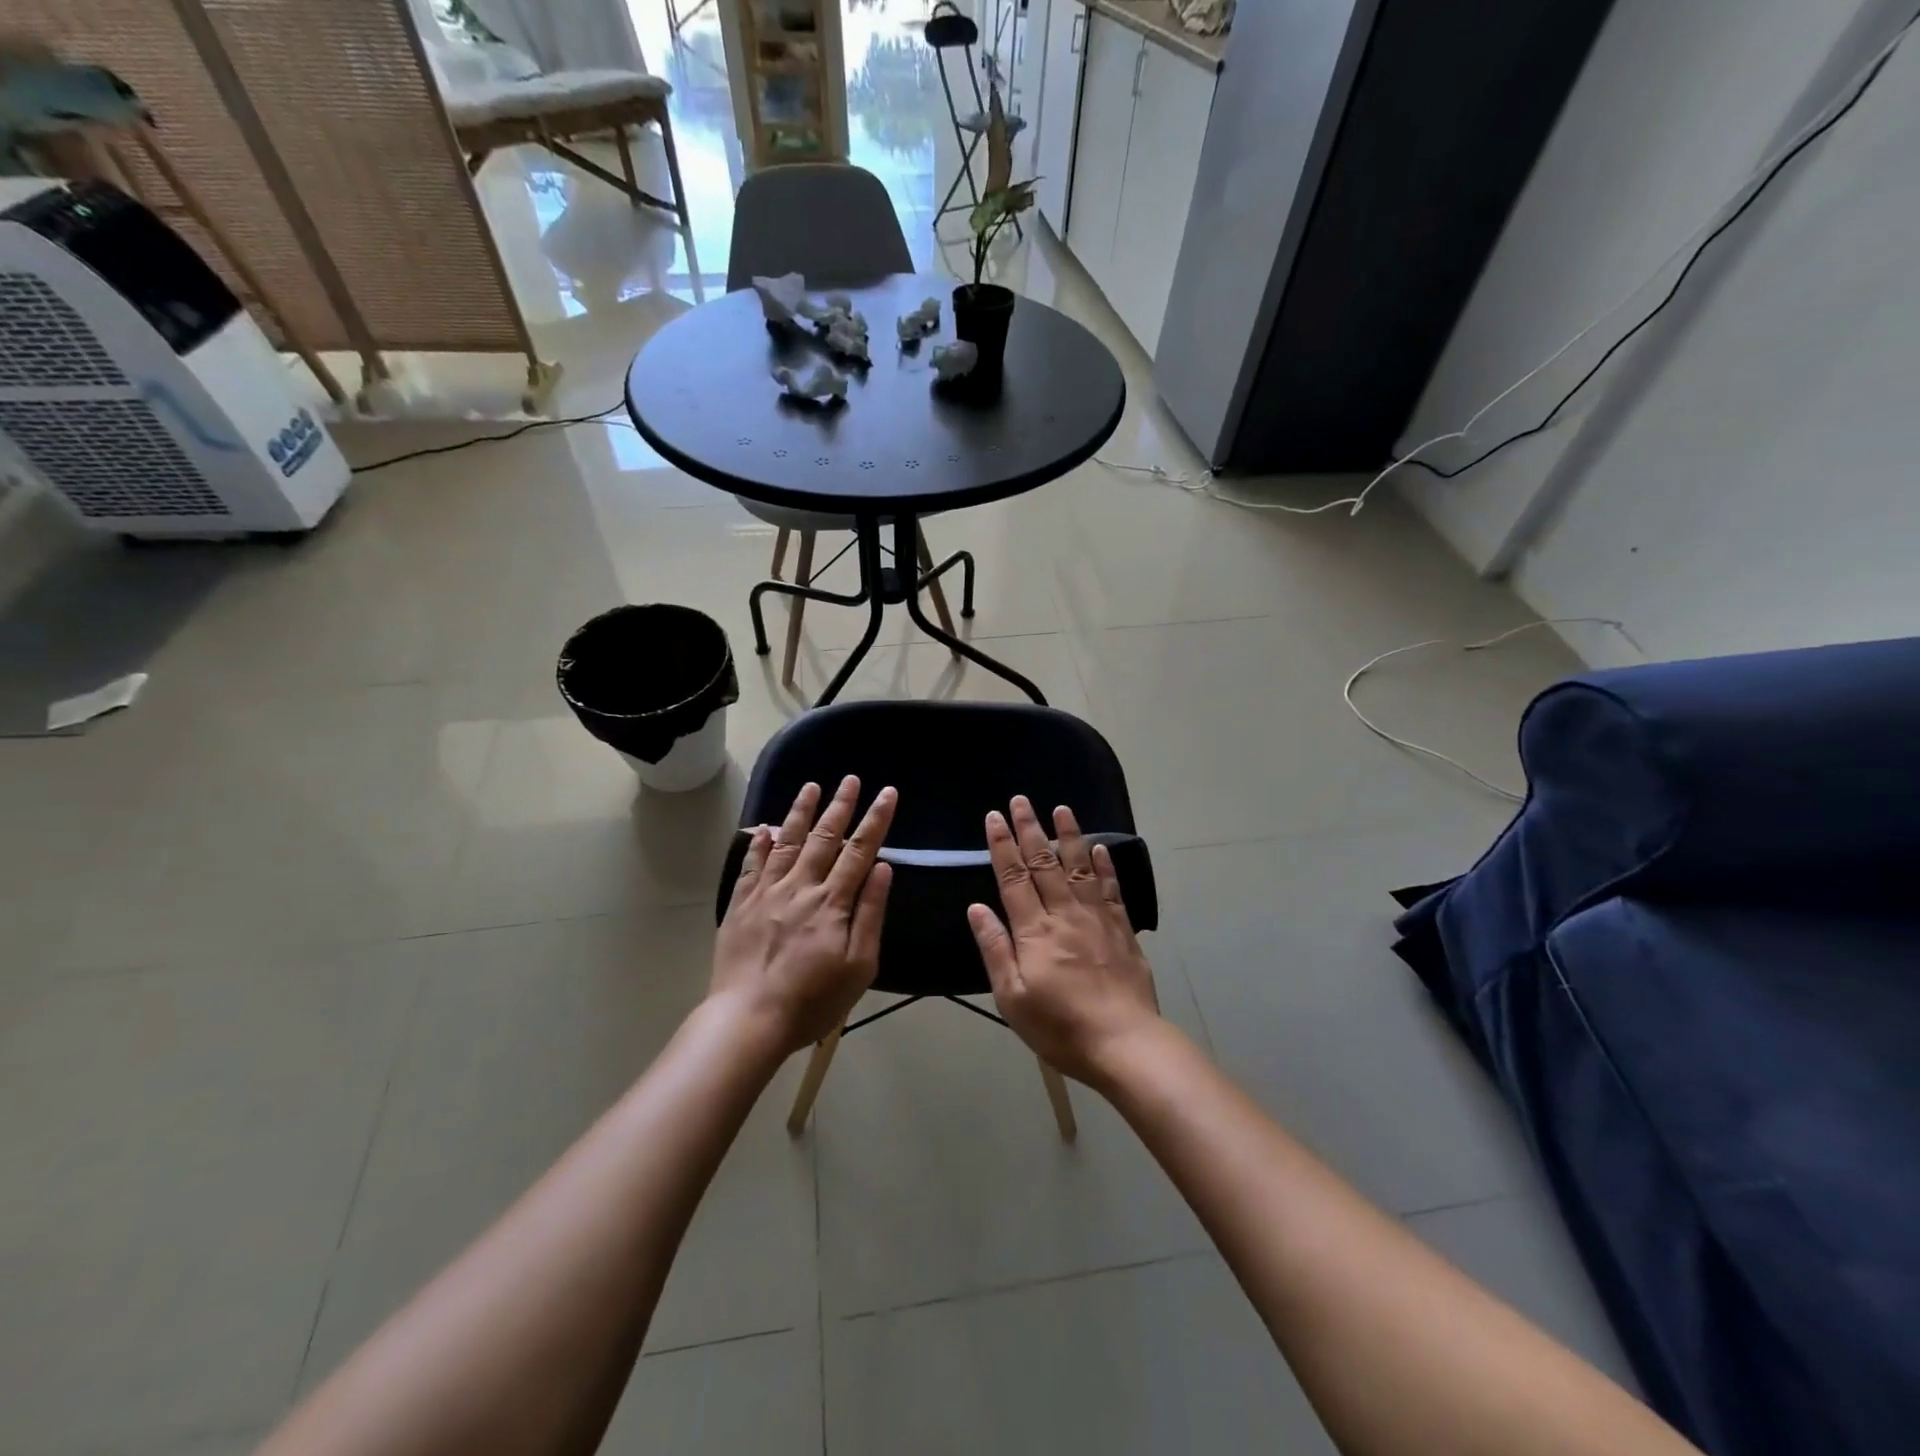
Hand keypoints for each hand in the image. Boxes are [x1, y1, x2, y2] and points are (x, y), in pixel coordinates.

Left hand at [713, 777, 896, 1053]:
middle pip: (824, 838)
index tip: (887, 793)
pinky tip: (763, 827)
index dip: (875, 820)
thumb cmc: (813, 1000)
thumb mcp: (859, 965)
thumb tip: (882, 868)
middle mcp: (800, 887)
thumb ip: (870, 913)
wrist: (749, 1019)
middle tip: (850, 779)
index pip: (860, 850)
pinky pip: (751, 865)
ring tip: (810, 787)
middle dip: (840, 806)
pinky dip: (758, 844)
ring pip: (786, 842)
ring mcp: (766, 893)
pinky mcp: (740, 905)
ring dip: (800, 812)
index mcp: (833, 902)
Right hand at [966, 796, 1160, 1085]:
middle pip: (1044, 863)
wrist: (1123, 1043)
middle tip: (1021, 800)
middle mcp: (1064, 914)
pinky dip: (1105, 865)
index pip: (1013, 877)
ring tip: (1061, 808)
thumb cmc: (1059, 1027)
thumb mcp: (1012, 997)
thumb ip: (995, 949)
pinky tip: (1100, 847)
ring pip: (1079, 867)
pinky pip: (1110, 889)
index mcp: (1034, 931)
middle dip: (1030, 829)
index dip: (1002, 845)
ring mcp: (1096, 919)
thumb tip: (977, 907)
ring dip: (1069, 835)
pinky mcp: (1121, 929)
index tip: (994, 817)